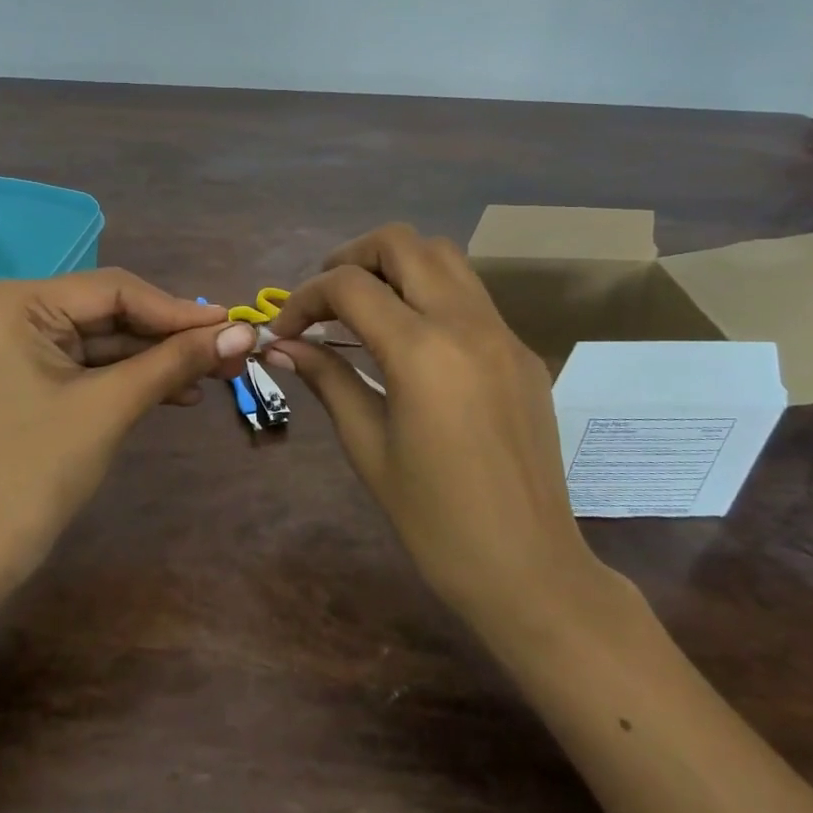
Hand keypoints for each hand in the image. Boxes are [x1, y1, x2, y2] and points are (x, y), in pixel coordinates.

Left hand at [0, 268, 256, 580]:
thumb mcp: (113, 405)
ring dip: (159, 358)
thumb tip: (243, 333)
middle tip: (232, 349)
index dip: (178, 310)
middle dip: (172, 336)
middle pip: (111, 312)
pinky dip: (133, 376)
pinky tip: (182, 390)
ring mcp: (19, 344)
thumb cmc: (39, 471)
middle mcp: (12, 310)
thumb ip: (177, 360)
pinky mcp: (30, 373)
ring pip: (106, 339)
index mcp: (14, 303)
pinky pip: (91, 363)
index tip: (234, 324)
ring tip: (218, 372)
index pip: (113, 291)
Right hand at [266, 224, 607, 628]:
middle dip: (351, 258)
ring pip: (444, 257)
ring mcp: (503, 334)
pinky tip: (411, 339)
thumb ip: (326, 380)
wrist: (530, 569)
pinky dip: (430, 294)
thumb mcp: (367, 447)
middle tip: (325, 300)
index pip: (349, 286)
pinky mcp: (522, 352)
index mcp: (422, 352)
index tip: (285, 331)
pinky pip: (470, 296)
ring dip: (396, 266)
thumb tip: (282, 345)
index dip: (305, 298)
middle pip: (403, 243)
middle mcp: (466, 324)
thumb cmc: (435, 521)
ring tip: (365, 307)